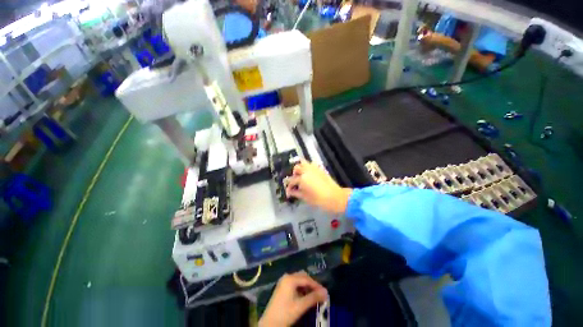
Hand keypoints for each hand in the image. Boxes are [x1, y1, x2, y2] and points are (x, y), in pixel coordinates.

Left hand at [259, 271, 327, 326]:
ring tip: (314, 295)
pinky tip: (305, 296)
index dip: (317, 285)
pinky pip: (294, 284)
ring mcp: (283, 282)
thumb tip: (326, 293)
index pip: (307, 279)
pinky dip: (301, 289)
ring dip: (307, 286)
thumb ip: (313, 298)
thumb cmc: (285, 313)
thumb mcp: (300, 306)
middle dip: (312, 284)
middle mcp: (287, 277)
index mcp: (290, 279)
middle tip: (320, 293)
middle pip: (303, 277)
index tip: (325, 292)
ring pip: (299, 280)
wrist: (269, 323)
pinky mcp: (282, 288)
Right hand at [286, 161, 351, 213]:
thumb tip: (290, 191)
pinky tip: (308, 174)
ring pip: (304, 163)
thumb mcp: (305, 198)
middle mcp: (307, 171)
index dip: (288, 186)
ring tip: (300, 175)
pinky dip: (308, 167)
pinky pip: (311, 164)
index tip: (288, 191)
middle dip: (293, 174)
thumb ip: (296, 193)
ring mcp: (314, 168)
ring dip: (300, 168)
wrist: (335, 197)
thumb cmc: (319, 199)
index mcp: (302, 178)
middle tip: (294, 181)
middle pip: (296, 168)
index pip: (291, 180)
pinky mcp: (320, 169)